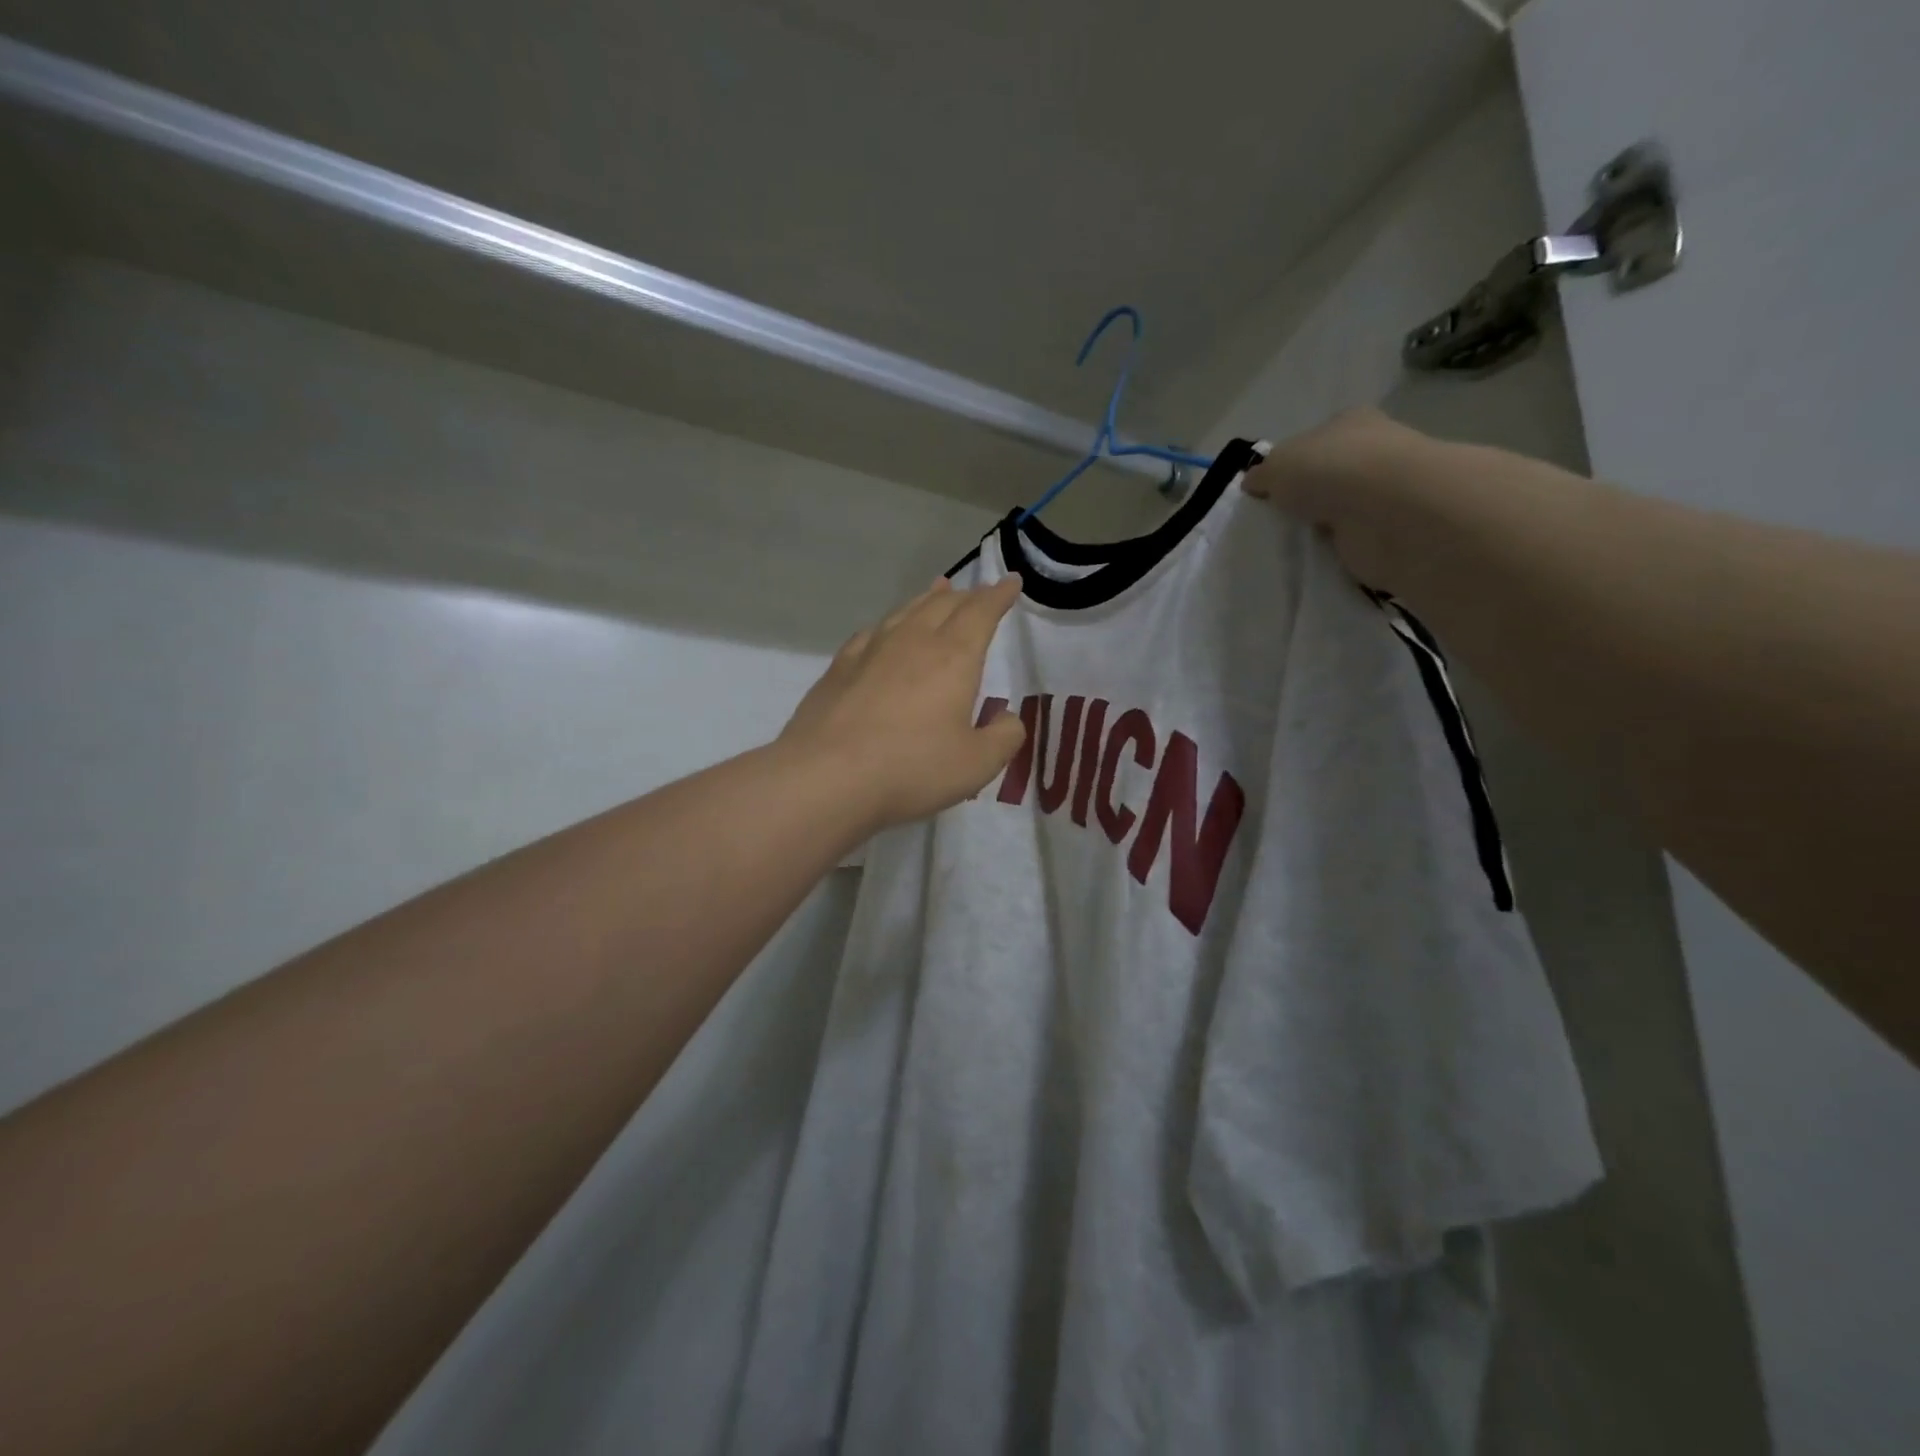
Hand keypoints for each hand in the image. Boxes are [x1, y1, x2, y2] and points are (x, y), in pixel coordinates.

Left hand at [780, 575, 1027, 830]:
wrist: (827, 776)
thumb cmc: (911, 768)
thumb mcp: (976, 764)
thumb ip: (1003, 738)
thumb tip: (1009, 718)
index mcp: (953, 657)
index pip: (981, 613)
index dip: (998, 596)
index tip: (1011, 581)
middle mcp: (913, 641)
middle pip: (944, 605)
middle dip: (967, 595)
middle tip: (979, 592)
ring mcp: (871, 651)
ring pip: (906, 611)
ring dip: (928, 599)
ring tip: (939, 590)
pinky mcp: (839, 668)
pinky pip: (872, 632)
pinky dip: (890, 623)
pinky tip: (885, 631)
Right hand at [1243, 408, 1436, 590]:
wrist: (1388, 511)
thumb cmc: (1331, 470)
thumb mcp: (1277, 465)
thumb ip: (1262, 474)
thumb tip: (1254, 483)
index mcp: (1350, 423)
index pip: (1315, 440)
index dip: (1290, 463)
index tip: (1269, 491)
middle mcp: (1373, 452)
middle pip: (1329, 476)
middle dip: (1307, 498)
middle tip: (1276, 522)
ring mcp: (1385, 493)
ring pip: (1340, 511)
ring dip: (1320, 528)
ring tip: (1289, 546)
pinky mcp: (1390, 531)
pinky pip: (1352, 542)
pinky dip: (1336, 552)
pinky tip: (1314, 560)